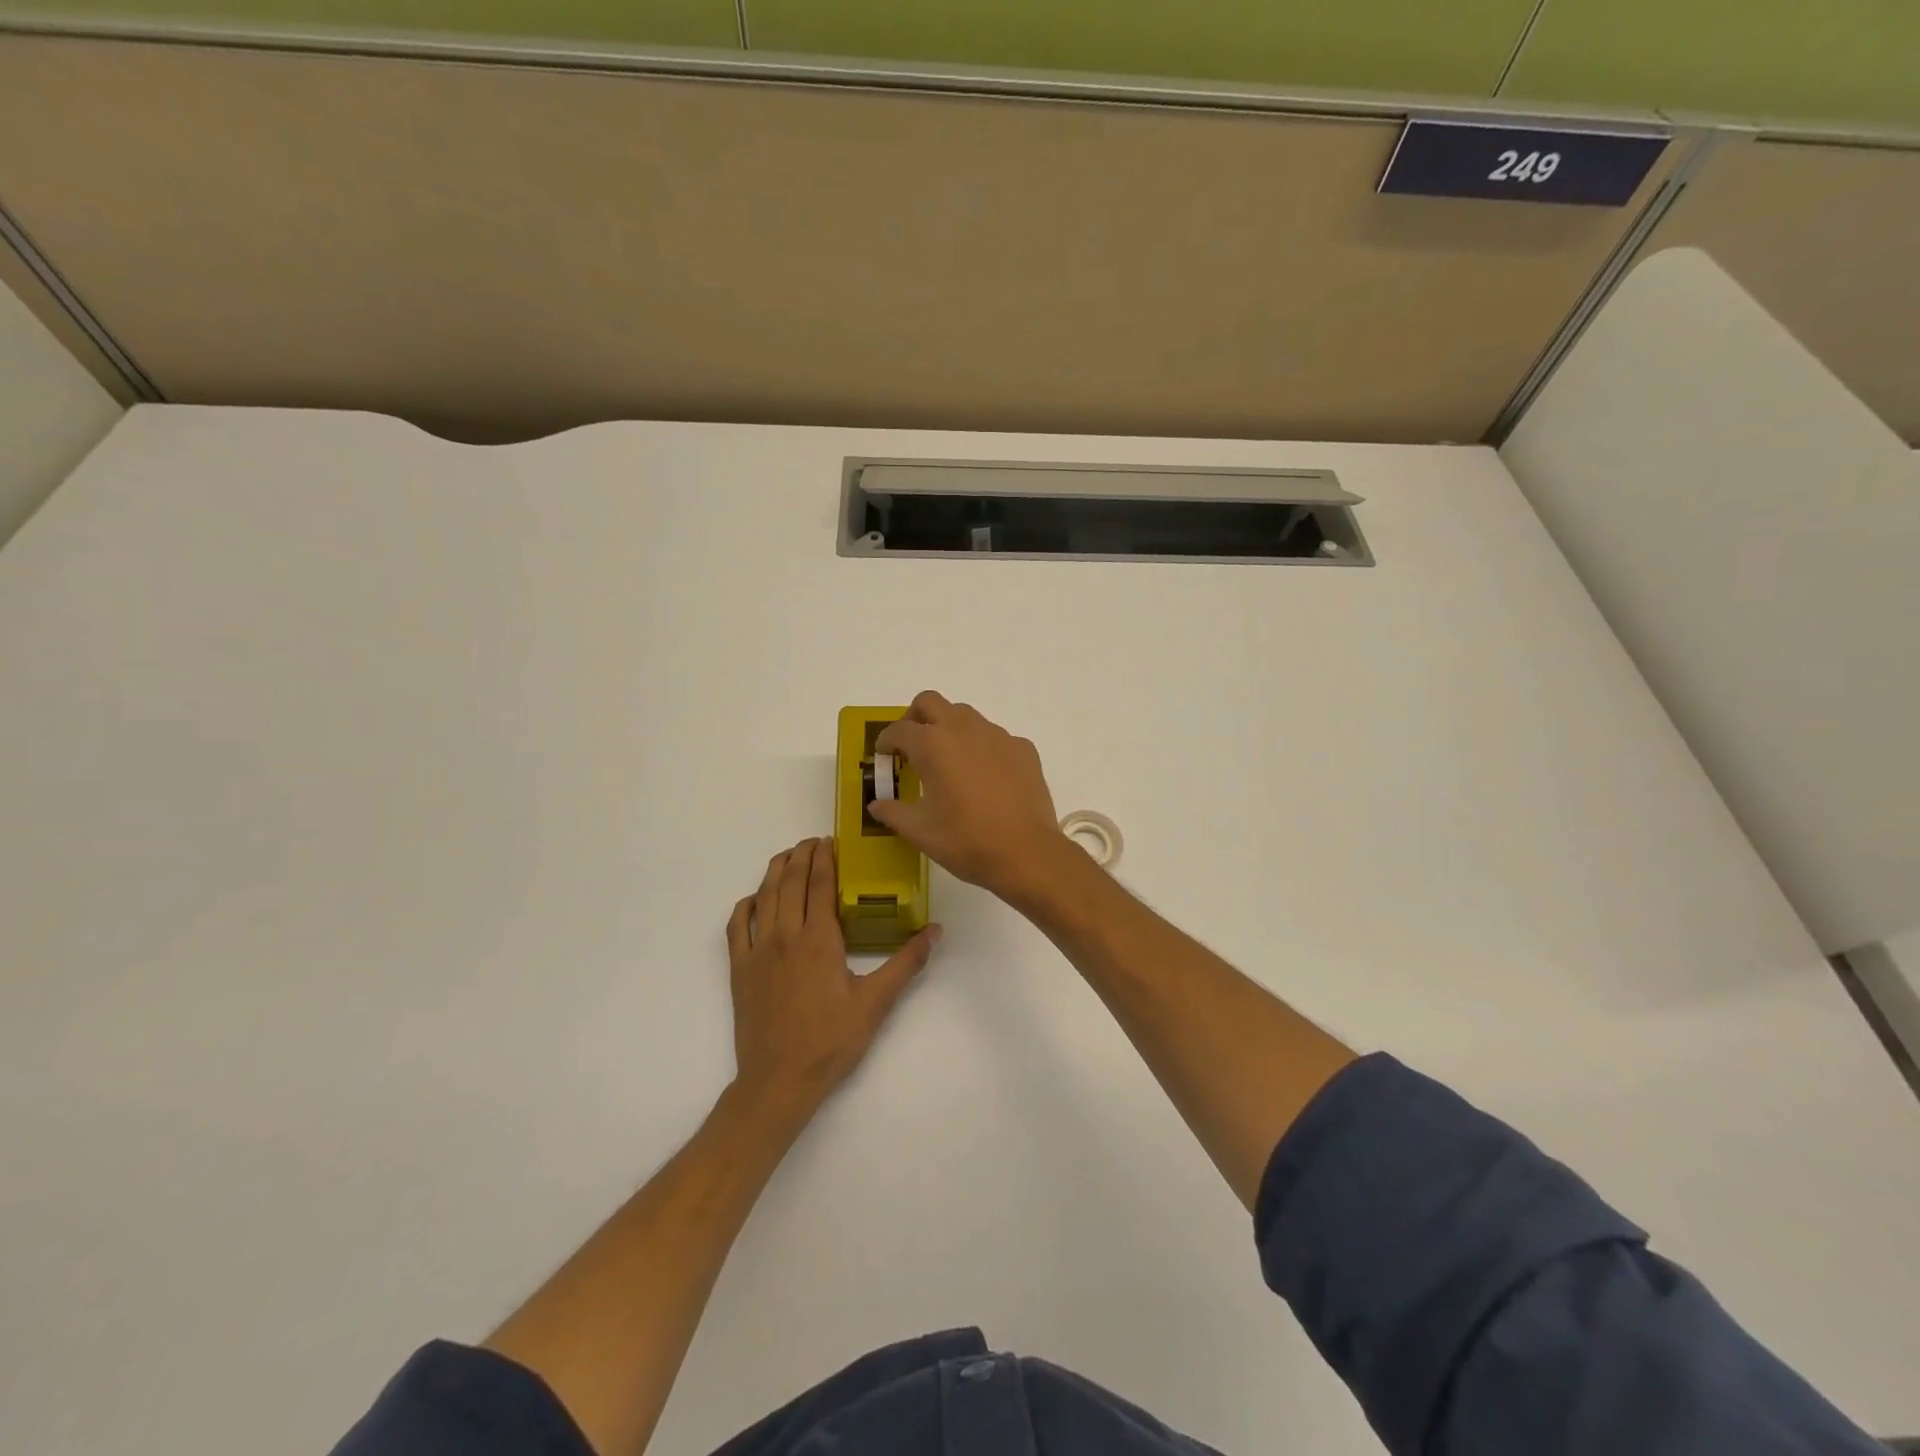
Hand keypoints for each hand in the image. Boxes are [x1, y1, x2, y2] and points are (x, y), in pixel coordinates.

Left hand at [726, 837, 939, 1116]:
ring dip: (776, 870)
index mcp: (819, 939)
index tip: (831, 840)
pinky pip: (737, 924)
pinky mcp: (740, 968)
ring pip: (764, 896)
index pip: (820, 883)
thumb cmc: (831, 1041)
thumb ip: (906, 963)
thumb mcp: (876, 1003)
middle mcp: (785, 935)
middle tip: (813, 842)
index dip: (825, 857)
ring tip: (788, 856)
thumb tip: (935, 931)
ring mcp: (758, 950)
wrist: (778, 1080)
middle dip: (802, 855)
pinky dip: (747, 904)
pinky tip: (756, 899)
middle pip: (791, 881)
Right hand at [872, 692, 1067, 901]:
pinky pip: (994, 737)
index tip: (884, 756)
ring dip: (949, 728)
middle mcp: (964, 729)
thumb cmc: (965, 840)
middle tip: (911, 745)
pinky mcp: (1022, 749)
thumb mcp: (919, 831)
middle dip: (914, 717)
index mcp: (932, 745)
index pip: (898, 730)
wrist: (1026, 853)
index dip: (885, 741)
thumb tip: (876, 805)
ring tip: (948, 761)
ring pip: (965, 715)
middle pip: (930, 702)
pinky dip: (981, 747)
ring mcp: (997, 736)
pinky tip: (984, 777)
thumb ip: (893, 812)